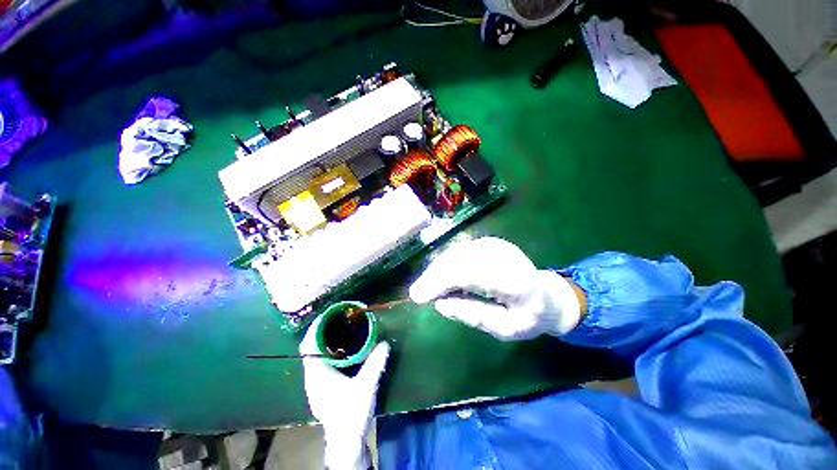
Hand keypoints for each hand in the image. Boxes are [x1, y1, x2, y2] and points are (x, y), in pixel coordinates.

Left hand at [299, 316, 390, 469]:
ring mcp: (316, 384)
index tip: (328, 314)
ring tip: (340, 329)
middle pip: (311, 348)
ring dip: (325, 341)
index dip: (316, 328)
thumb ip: (375, 364)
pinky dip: (328, 352)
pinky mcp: (322, 388)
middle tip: (338, 319)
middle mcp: (312, 377)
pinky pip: (321, 363)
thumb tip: (385, 343)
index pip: (308, 346)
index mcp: (317, 374)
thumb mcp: (366, 387)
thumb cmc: (351, 414)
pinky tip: (342, 351)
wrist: (346, 442)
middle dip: (322, 331)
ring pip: (315, 356)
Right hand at [409, 237, 582, 340]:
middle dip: (434, 276)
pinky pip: (460, 251)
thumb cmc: (528, 317)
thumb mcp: (506, 329)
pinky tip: (440, 277)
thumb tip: (439, 304)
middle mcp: (504, 255)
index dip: (440, 282)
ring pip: (456, 253)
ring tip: (427, 288)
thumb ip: (474, 316)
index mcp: (515, 280)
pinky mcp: (488, 242)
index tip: (418, 297)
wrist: (546, 294)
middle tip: (417, 294)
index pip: (470, 274)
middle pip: (459, 260)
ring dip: (437, 270)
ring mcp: (496, 245)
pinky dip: (446, 264)